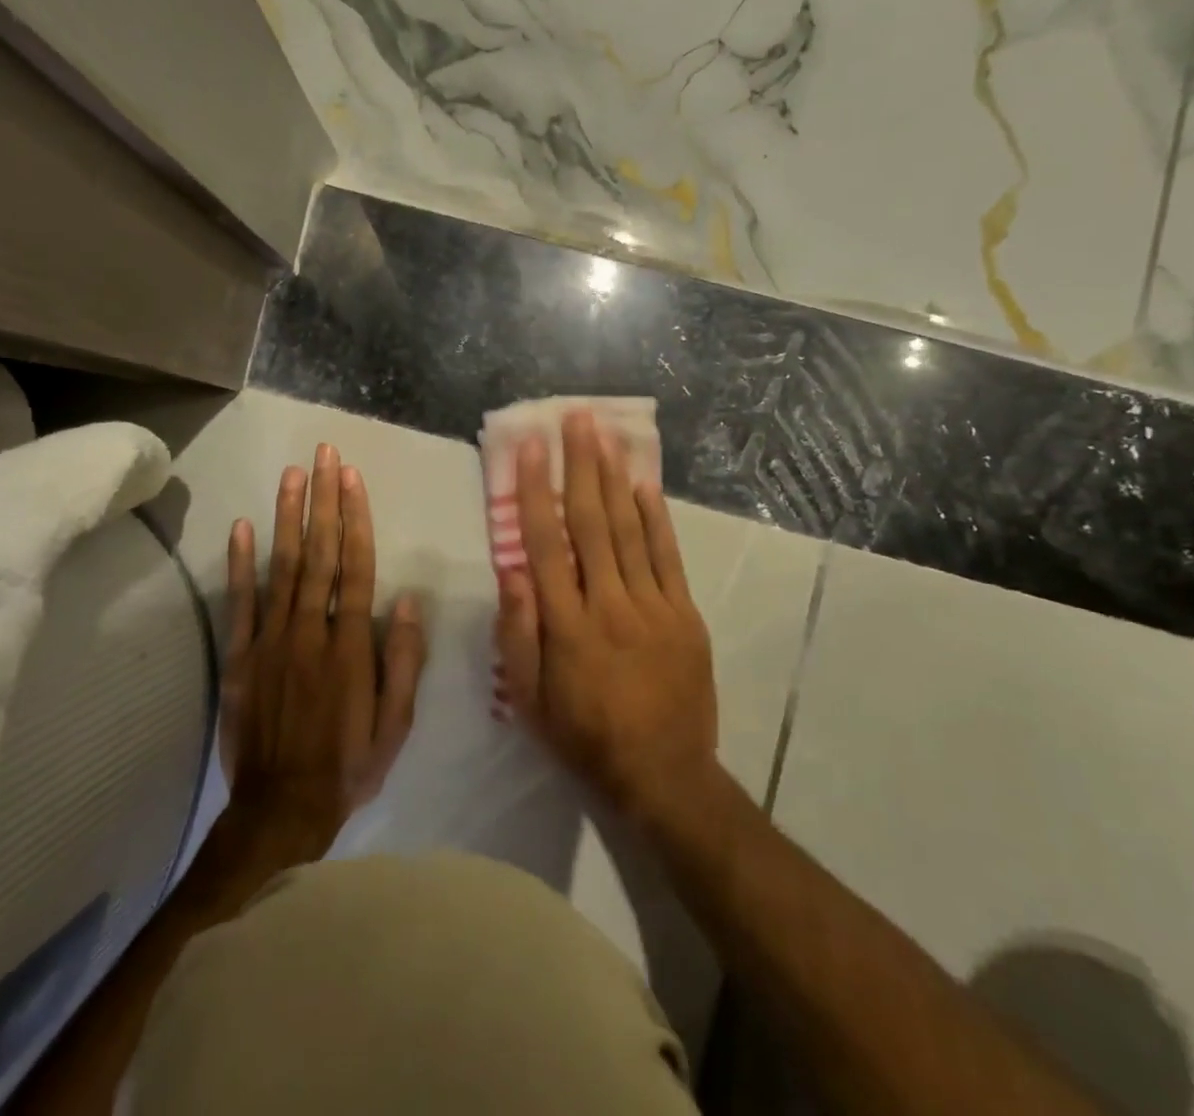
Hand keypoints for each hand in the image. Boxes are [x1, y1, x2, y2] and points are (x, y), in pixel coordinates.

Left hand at [220, 443, 426, 854]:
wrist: (281, 808)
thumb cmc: (348, 764)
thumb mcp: (395, 722)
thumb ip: (403, 660)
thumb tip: (407, 600)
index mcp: (351, 645)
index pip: (356, 567)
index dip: (355, 519)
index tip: (352, 478)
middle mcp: (311, 630)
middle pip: (320, 554)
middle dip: (324, 500)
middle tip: (324, 455)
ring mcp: (272, 640)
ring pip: (283, 567)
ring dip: (288, 517)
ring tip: (292, 475)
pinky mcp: (242, 657)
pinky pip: (241, 603)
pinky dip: (241, 564)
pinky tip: (243, 527)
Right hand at [494, 411, 719, 821]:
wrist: (664, 775)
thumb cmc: (585, 737)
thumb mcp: (531, 700)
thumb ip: (518, 633)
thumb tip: (510, 570)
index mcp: (566, 624)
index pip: (545, 543)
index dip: (534, 491)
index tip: (529, 449)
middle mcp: (608, 603)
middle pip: (590, 522)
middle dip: (580, 465)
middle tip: (576, 418)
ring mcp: (652, 605)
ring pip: (628, 529)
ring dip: (613, 477)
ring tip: (605, 434)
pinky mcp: (684, 613)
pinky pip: (666, 556)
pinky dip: (654, 517)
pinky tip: (642, 484)